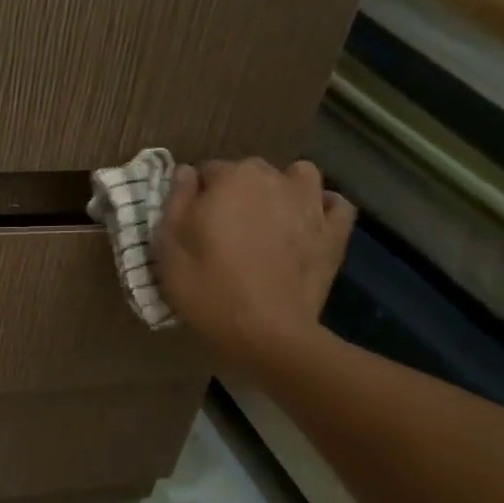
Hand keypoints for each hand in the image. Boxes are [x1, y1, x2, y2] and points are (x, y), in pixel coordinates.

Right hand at [155, 158, 354, 366]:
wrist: (266, 332)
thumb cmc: (208, 288)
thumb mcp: (168, 247)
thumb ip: (176, 201)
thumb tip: (185, 173)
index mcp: (231, 178)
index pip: (207, 171)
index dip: (197, 197)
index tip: (192, 224)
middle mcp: (274, 179)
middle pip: (251, 172)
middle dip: (238, 192)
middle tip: (225, 230)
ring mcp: (311, 203)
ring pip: (299, 176)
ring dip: (284, 189)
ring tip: (270, 219)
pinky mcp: (335, 232)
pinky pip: (335, 204)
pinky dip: (322, 209)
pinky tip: (307, 225)